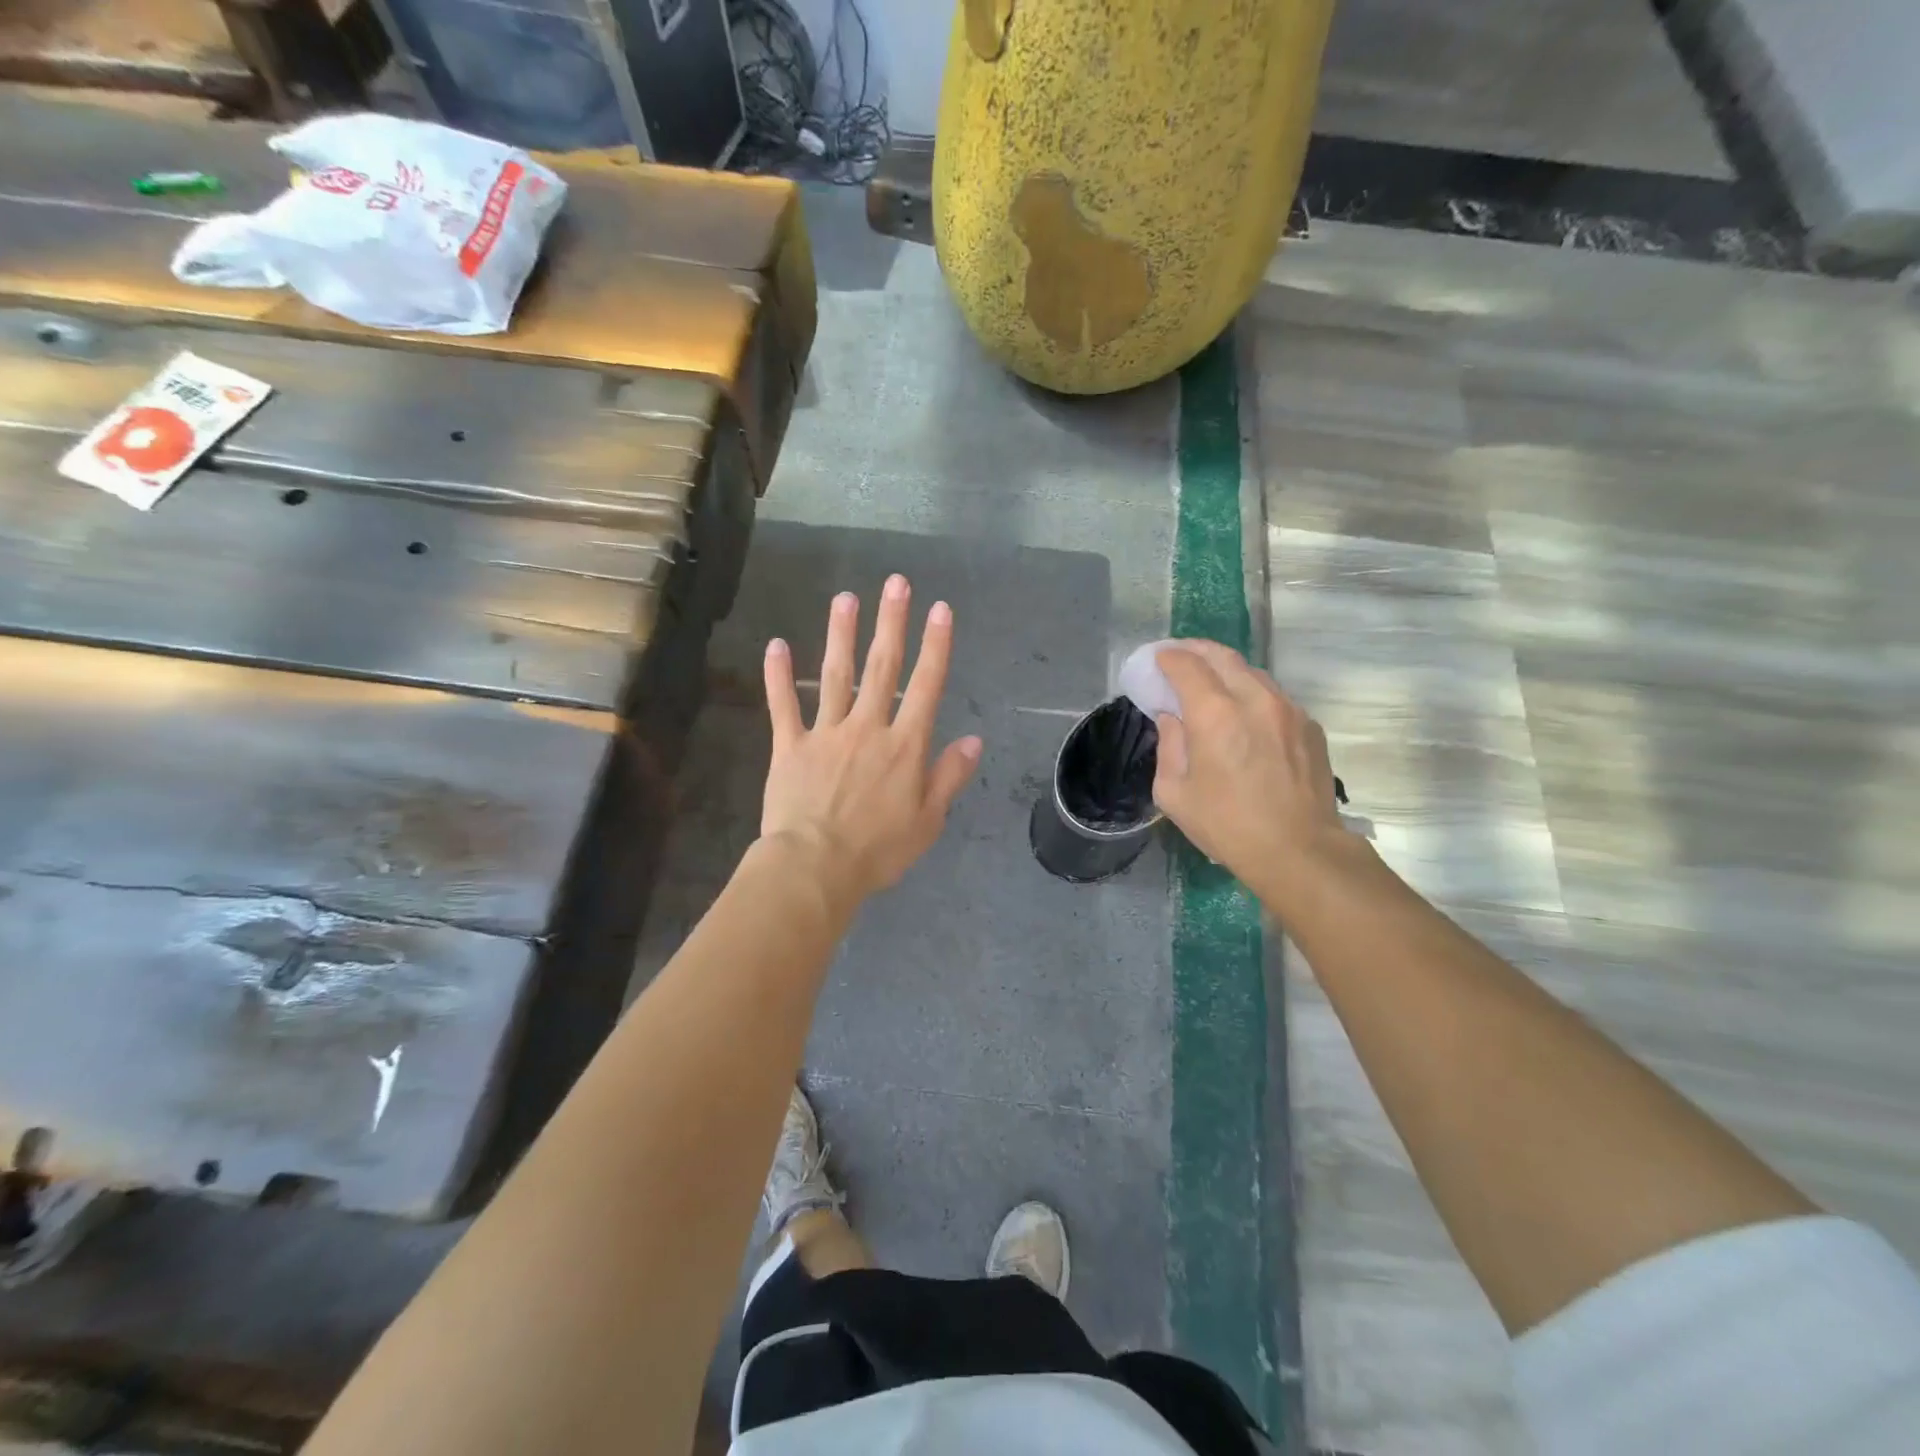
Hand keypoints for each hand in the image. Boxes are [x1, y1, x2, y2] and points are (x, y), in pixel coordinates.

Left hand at [760, 575, 982, 908]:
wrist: (815, 867)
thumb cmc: (878, 850)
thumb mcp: (928, 820)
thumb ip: (949, 776)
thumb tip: (974, 740)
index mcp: (904, 746)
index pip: (925, 686)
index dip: (935, 646)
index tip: (940, 609)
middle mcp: (867, 728)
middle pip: (882, 667)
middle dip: (891, 622)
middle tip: (895, 583)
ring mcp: (826, 733)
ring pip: (835, 675)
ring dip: (842, 635)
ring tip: (845, 598)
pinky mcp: (790, 746)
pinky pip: (783, 706)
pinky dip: (778, 676)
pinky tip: (775, 645)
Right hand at [1151, 641, 1345, 896]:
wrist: (1298, 850)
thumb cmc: (1226, 825)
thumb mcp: (1174, 793)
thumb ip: (1168, 746)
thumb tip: (1173, 719)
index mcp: (1214, 714)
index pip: (1187, 665)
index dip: (1168, 658)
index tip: (1157, 660)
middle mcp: (1254, 699)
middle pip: (1222, 656)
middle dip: (1196, 651)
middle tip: (1180, 657)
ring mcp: (1288, 709)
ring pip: (1253, 672)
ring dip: (1227, 670)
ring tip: (1211, 681)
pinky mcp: (1309, 725)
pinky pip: (1275, 696)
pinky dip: (1252, 694)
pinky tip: (1245, 713)